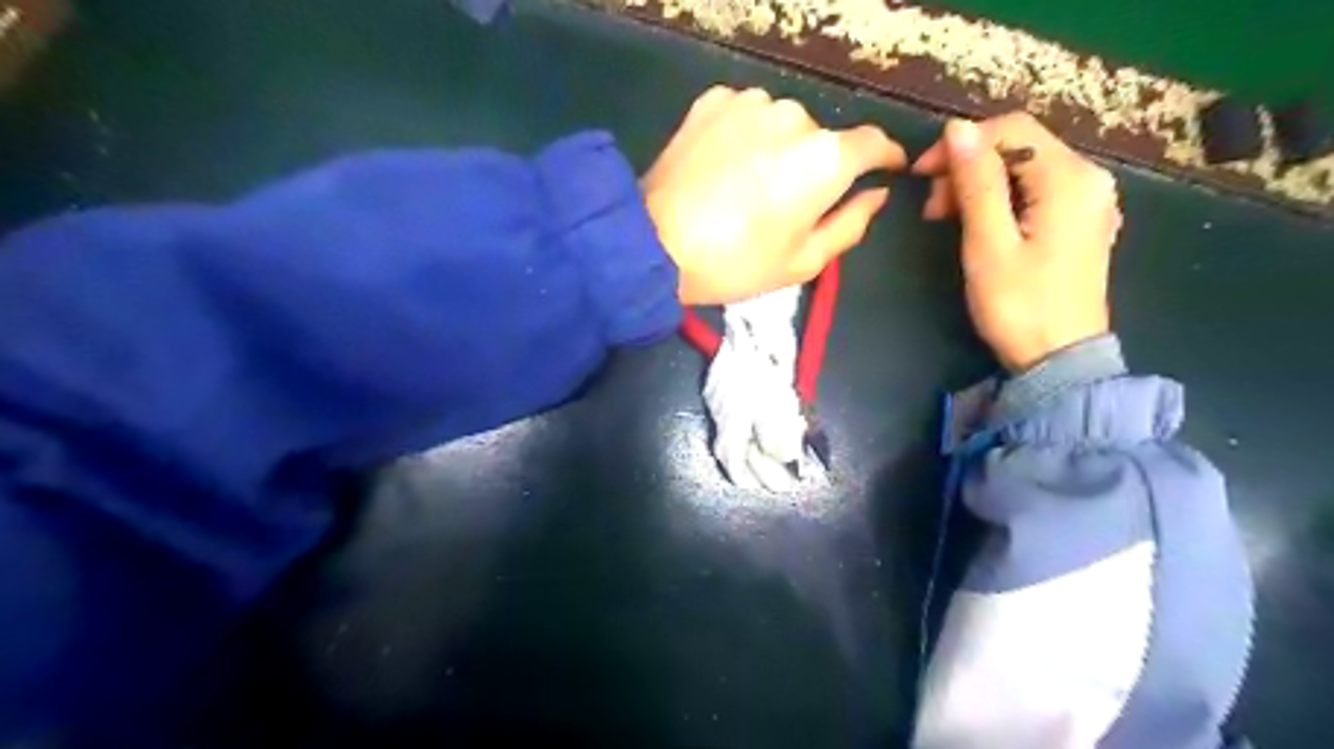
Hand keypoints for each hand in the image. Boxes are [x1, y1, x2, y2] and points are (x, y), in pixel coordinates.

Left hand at [638, 88, 905, 306]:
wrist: (653, 243)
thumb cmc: (736, 263)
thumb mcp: (804, 261)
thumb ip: (851, 224)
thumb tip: (876, 194)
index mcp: (825, 158)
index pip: (873, 143)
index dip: (883, 157)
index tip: (884, 169)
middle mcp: (795, 117)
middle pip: (821, 138)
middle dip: (814, 166)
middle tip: (785, 203)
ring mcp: (751, 103)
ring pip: (782, 125)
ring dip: (777, 149)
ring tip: (747, 186)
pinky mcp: (714, 101)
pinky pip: (745, 116)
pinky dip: (744, 137)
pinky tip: (723, 167)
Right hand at [914, 111, 1117, 370]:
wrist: (1059, 359)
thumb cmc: (1019, 305)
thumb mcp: (988, 244)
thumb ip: (977, 183)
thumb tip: (957, 129)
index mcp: (1069, 178)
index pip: (1012, 129)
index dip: (961, 144)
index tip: (921, 176)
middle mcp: (1089, 178)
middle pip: (1020, 146)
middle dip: (968, 168)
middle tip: (932, 209)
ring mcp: (1089, 201)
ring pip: (1026, 168)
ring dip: (981, 185)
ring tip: (947, 219)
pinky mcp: (1081, 222)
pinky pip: (1037, 191)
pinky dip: (1002, 199)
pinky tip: (981, 225)